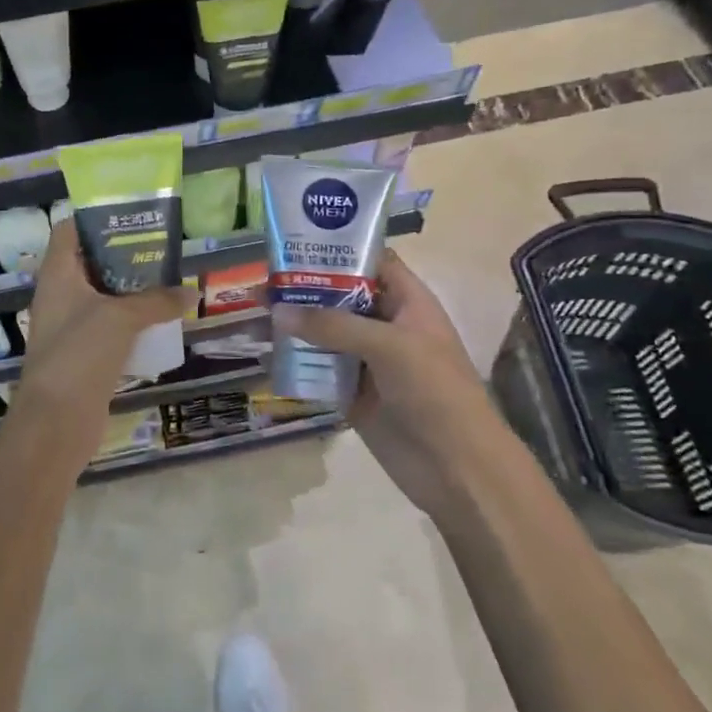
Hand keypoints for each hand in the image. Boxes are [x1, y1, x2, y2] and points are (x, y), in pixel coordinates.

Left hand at [13, 222, 189, 444]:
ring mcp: (70, 325)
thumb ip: (157, 301)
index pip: (69, 231)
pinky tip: (160, 320)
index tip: (132, 216)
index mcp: (58, 274)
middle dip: (124, 254)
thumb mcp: (121, 318)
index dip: (96, 219)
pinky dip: (131, 320)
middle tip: (161, 248)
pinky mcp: (84, 353)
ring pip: (103, 295)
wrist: (57, 420)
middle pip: (90, 262)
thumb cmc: (81, 353)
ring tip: (168, 279)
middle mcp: (60, 294)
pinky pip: (109, 326)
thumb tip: (191, 291)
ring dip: (131, 289)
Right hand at [272, 252, 503, 514]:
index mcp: (408, 304)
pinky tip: (265, 355)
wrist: (456, 468)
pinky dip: (296, 362)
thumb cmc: (434, 392)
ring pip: (326, 334)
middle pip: (341, 297)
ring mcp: (369, 361)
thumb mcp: (389, 346)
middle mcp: (386, 326)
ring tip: (255, 317)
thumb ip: (333, 326)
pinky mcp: (353, 394)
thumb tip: (277, 311)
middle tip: (260, 284)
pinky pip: (320, 370)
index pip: (372, 263)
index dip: (339, 250)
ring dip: (295, 327)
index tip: (295, 244)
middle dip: (305, 290)